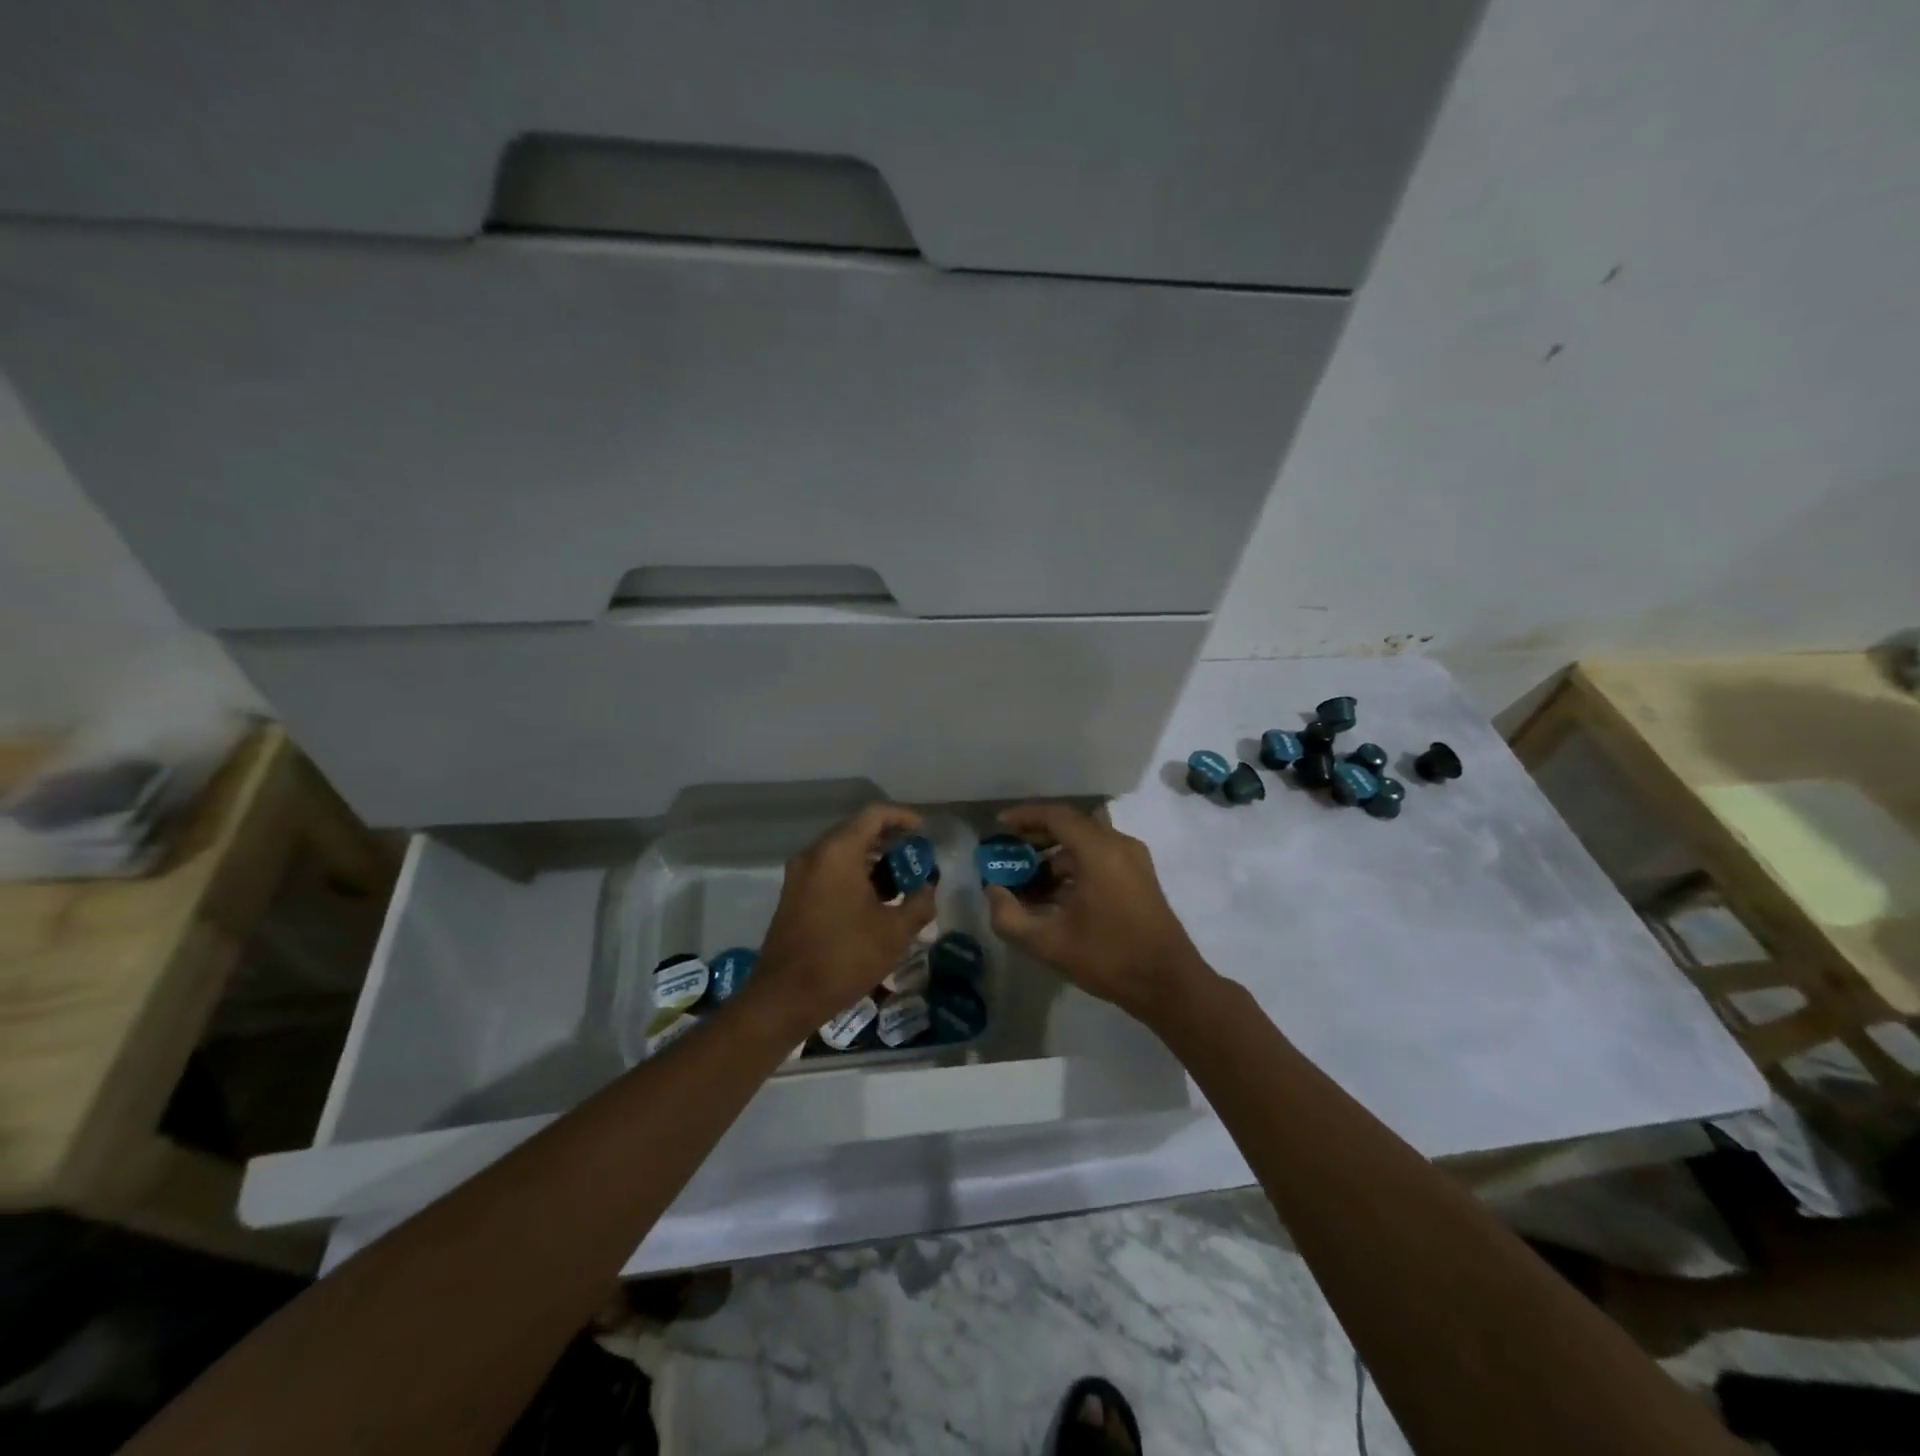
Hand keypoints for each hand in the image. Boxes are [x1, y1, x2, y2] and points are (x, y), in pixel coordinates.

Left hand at [755, 804, 936, 1032]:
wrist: (785, 997)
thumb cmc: (844, 957)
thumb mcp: (894, 932)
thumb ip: (919, 902)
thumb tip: (929, 888)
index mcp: (838, 852)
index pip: (875, 815)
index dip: (903, 817)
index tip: (925, 831)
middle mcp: (814, 854)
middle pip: (857, 831)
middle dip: (890, 843)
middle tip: (917, 861)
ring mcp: (799, 875)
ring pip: (842, 853)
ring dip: (872, 862)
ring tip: (901, 884)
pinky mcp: (793, 896)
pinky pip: (829, 871)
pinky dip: (853, 876)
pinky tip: (875, 902)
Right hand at [985, 804, 1210, 1023]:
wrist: (1169, 985)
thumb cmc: (1109, 958)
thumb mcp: (1048, 943)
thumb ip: (1009, 917)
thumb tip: (993, 891)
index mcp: (1099, 851)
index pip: (1056, 816)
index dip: (1025, 816)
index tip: (999, 826)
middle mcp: (1119, 845)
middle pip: (1071, 826)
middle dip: (1037, 837)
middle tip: (1009, 853)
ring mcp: (1134, 861)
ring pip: (1086, 844)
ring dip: (1055, 857)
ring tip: (1027, 883)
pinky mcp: (1140, 877)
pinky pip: (1100, 858)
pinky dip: (1074, 868)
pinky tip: (1055, 897)